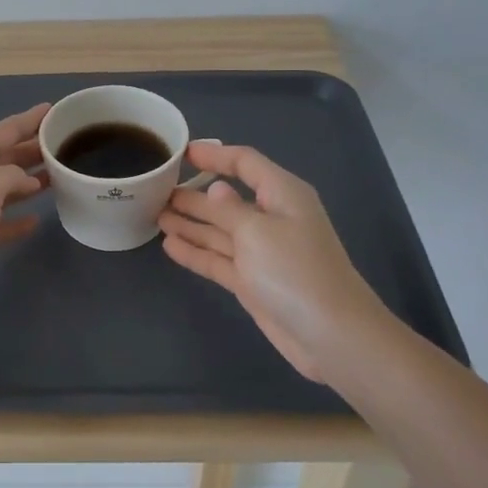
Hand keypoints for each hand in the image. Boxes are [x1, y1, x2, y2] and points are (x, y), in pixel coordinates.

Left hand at [0, 103, 50, 312]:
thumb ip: (14, 176)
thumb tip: (30, 181)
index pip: (7, 130)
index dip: (31, 120)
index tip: (56, 110)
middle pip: (9, 158)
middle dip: (35, 150)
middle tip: (68, 145)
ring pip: (8, 190)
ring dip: (32, 184)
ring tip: (62, 178)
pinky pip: (2, 224)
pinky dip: (18, 221)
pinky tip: (37, 220)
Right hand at [159, 141, 393, 382]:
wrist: (331, 335)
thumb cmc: (295, 270)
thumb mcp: (256, 231)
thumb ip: (228, 209)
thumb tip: (215, 190)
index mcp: (282, 194)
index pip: (245, 164)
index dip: (214, 156)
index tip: (182, 153)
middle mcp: (271, 218)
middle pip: (227, 198)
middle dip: (194, 194)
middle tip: (156, 190)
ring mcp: (261, 252)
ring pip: (219, 230)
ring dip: (190, 222)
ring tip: (156, 215)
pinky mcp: (253, 281)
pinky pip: (218, 259)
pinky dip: (196, 252)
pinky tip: (169, 246)